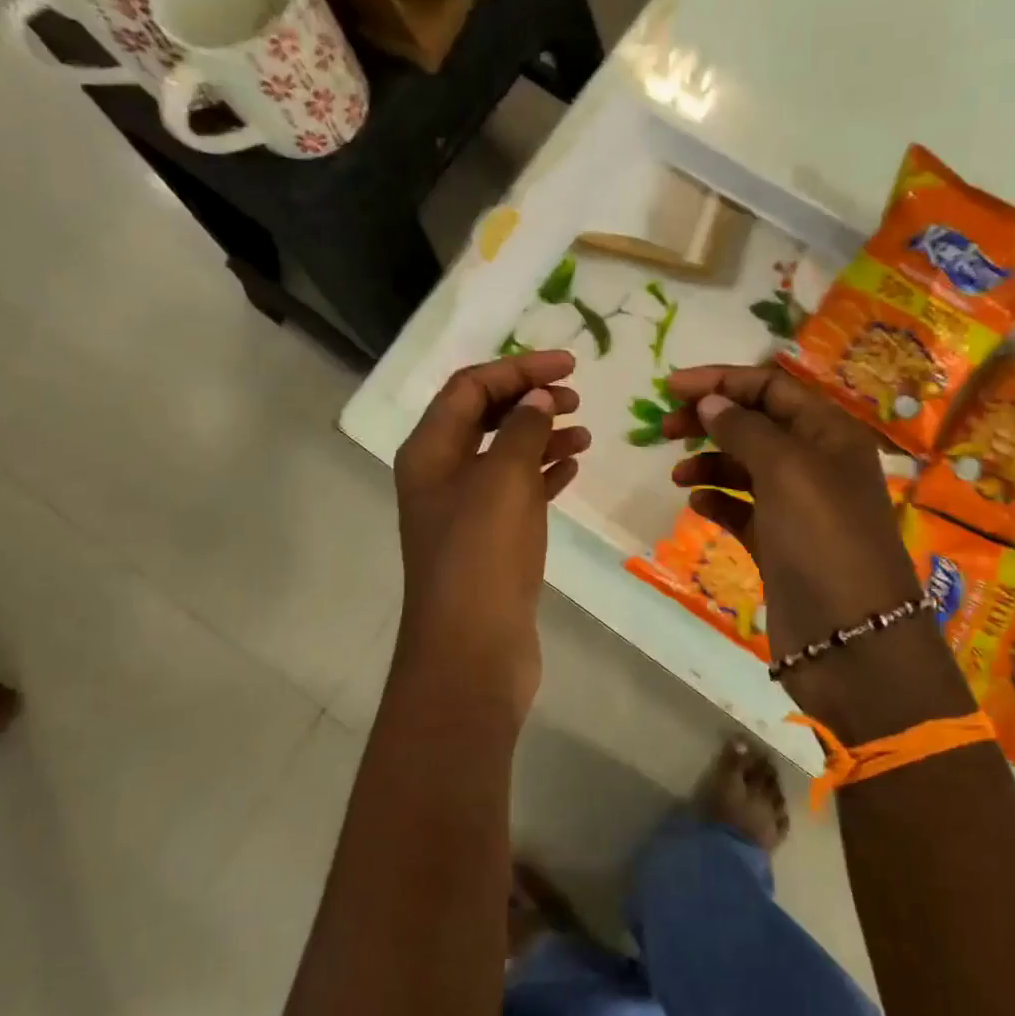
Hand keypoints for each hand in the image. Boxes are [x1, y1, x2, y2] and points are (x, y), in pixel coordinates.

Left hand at [392, 351, 589, 719]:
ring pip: (504, 455)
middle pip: (484, 417)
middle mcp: (441, 474)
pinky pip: (517, 492)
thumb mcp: (504, 479)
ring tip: (584, 433)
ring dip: (541, 436)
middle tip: (575, 397)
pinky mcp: (489, 541)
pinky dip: (543, 474)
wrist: (472, 649)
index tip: (569, 366)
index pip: (470, 387)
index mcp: (430, 450)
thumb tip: (537, 398)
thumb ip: (523, 429)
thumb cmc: (483, 555)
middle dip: (528, 399)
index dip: (518, 369)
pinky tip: (573, 468)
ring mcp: (465, 510)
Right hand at [661, 364, 974, 740]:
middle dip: (710, 419)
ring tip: (678, 474)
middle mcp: (816, 464)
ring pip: (746, 467)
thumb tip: (709, 402)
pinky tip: (696, 504)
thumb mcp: (786, 470)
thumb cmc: (823, 539)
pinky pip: (743, 510)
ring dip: (710, 462)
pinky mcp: (780, 545)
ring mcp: (798, 507)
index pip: (771, 388)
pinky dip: (719, 501)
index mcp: (829, 434)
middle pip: (756, 424)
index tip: (670, 386)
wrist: (850, 639)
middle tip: (664, 428)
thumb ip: (744, 429)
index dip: (721, 381)